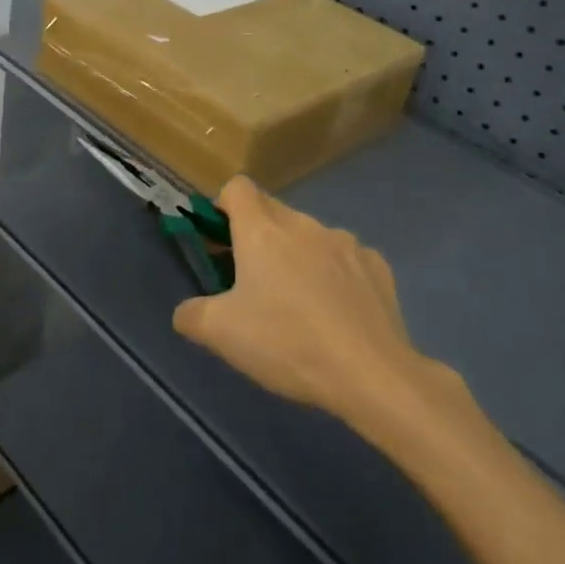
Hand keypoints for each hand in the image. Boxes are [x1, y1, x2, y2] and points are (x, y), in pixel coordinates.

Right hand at [172, 177, 436, 426]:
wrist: (372, 375)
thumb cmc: (287, 343)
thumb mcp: (220, 334)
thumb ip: (191, 314)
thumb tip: (187, 311)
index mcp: (262, 230)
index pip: (237, 188)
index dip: (223, 206)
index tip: (221, 241)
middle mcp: (304, 224)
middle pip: (272, 212)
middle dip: (258, 237)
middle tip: (251, 283)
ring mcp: (346, 242)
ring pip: (309, 236)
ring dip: (297, 256)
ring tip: (298, 306)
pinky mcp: (377, 266)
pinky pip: (345, 259)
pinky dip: (334, 276)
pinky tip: (337, 315)